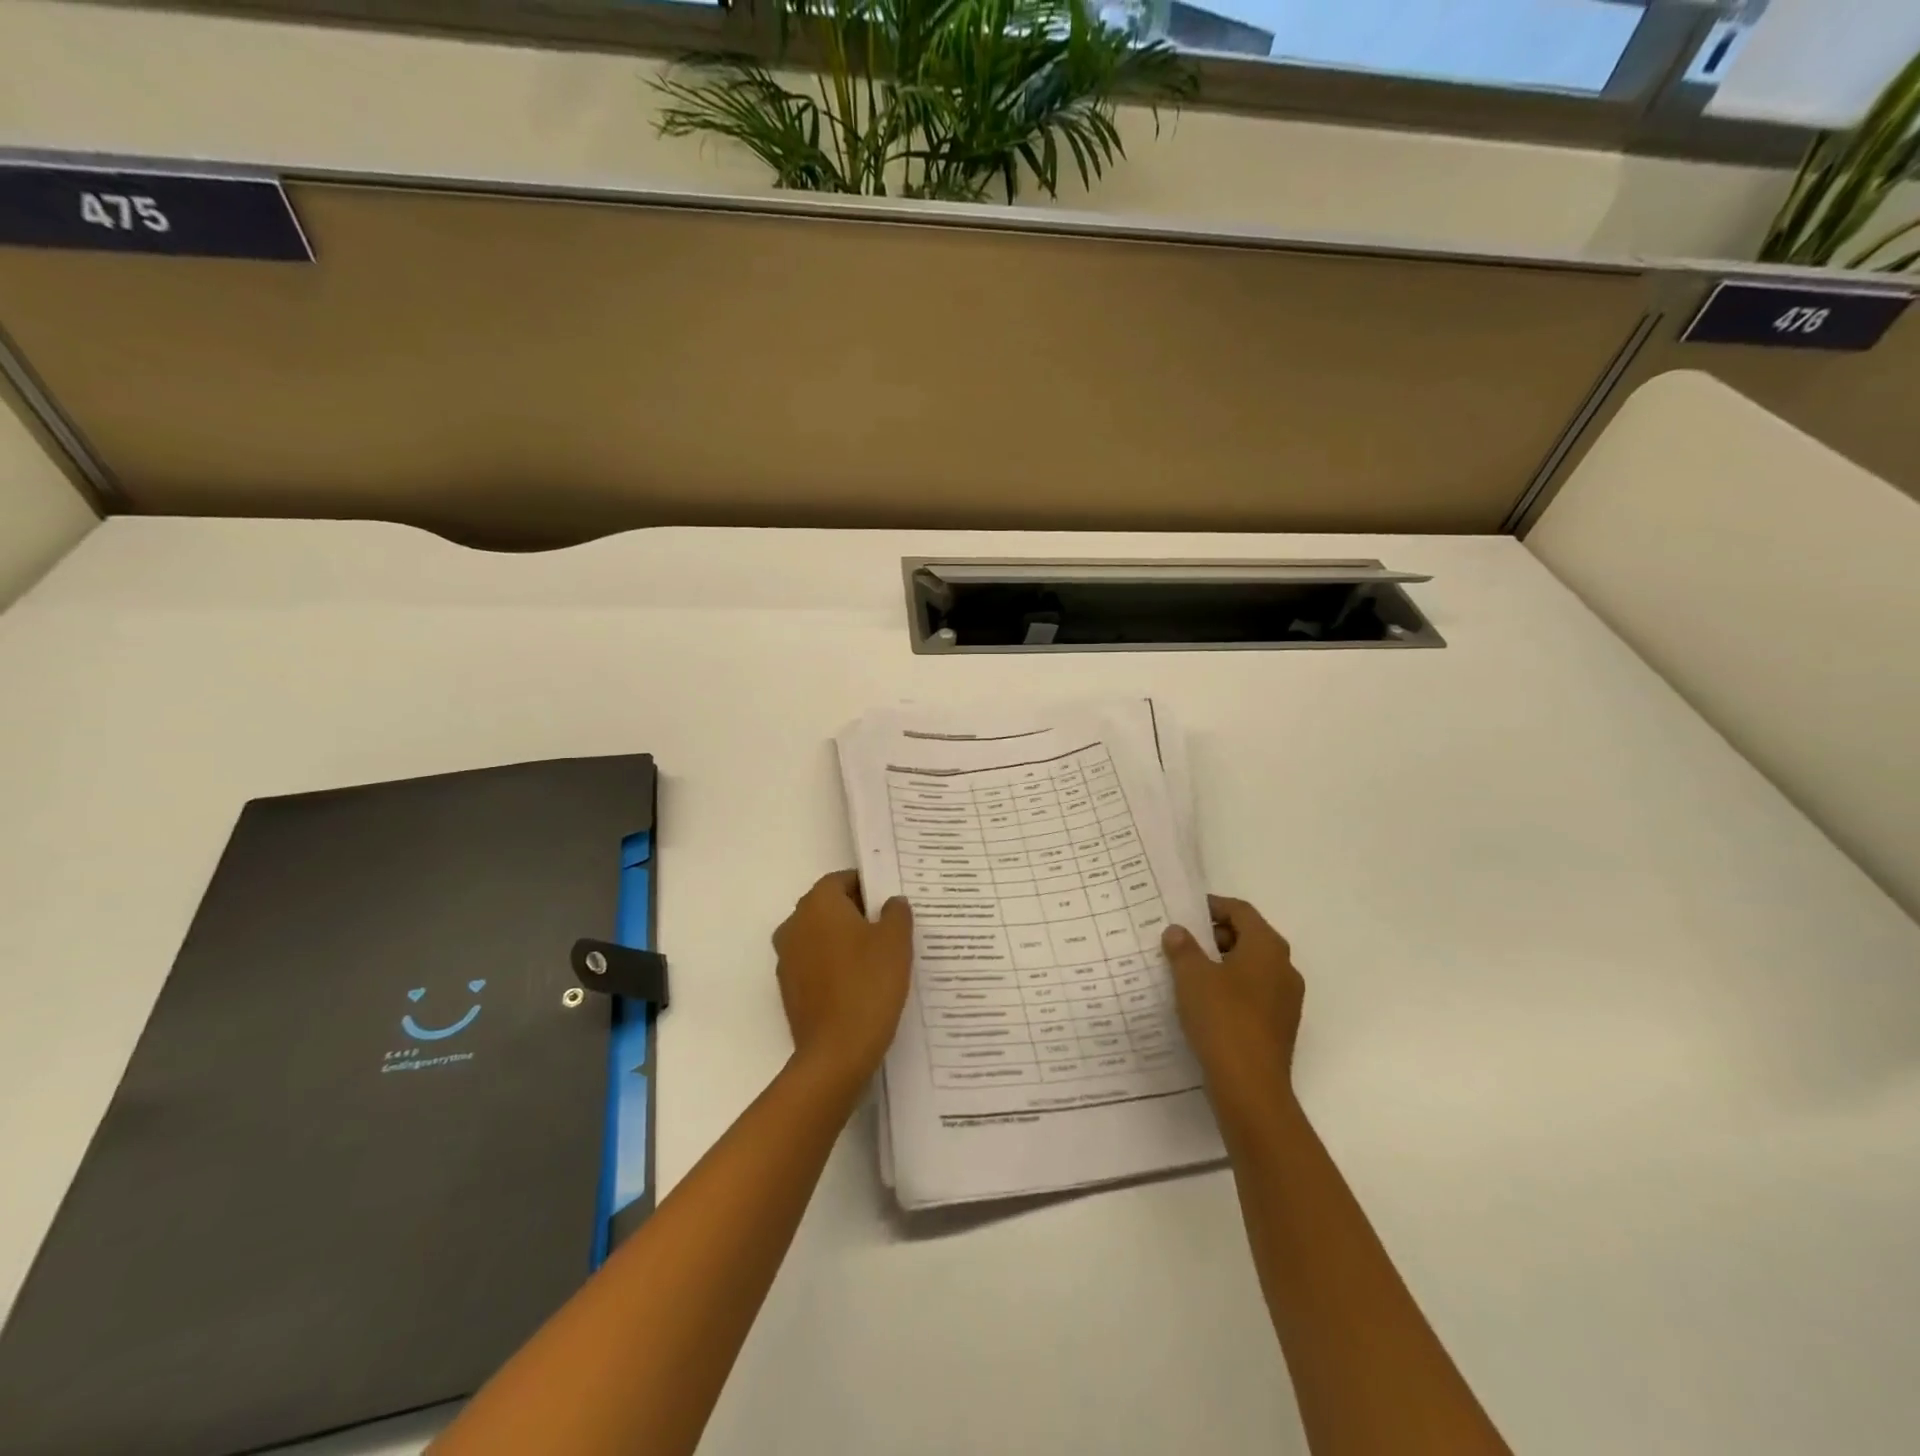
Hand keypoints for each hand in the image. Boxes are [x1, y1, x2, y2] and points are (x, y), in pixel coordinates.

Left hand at [772, 871, 912, 1087]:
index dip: (869, 887)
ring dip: (846, 941)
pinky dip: (835, 967)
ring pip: (821, 936)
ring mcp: (787, 958)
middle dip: (858, 913)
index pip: (843, 880)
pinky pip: (816, 965)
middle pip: (830, 907)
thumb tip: (891, 902)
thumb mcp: (896, 941)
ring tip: (880, 958)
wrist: (836, 1053)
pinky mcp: (789, 989)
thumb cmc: (868, 984)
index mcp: (818, 904)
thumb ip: (896, 912)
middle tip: (892, 929)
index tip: (892, 903)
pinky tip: (862, 984)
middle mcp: (794, 924)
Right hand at [1163, 896, 1303, 1123]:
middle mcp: (1284, 968)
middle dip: (1214, 936)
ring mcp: (1286, 1000)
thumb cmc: (1222, 1018)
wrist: (1250, 1087)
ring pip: (1251, 968)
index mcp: (1267, 947)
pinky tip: (1203, 1003)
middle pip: (1248, 937)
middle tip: (1181, 942)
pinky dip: (1230, 989)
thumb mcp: (1192, 976)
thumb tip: (1178, 931)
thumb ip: (1183, 948)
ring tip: (1187, 972)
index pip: (1241, 911)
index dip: (1212, 906)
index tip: (1184, 912)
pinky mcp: (1279, 1026)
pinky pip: (1253, 994)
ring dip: (1221, 964)